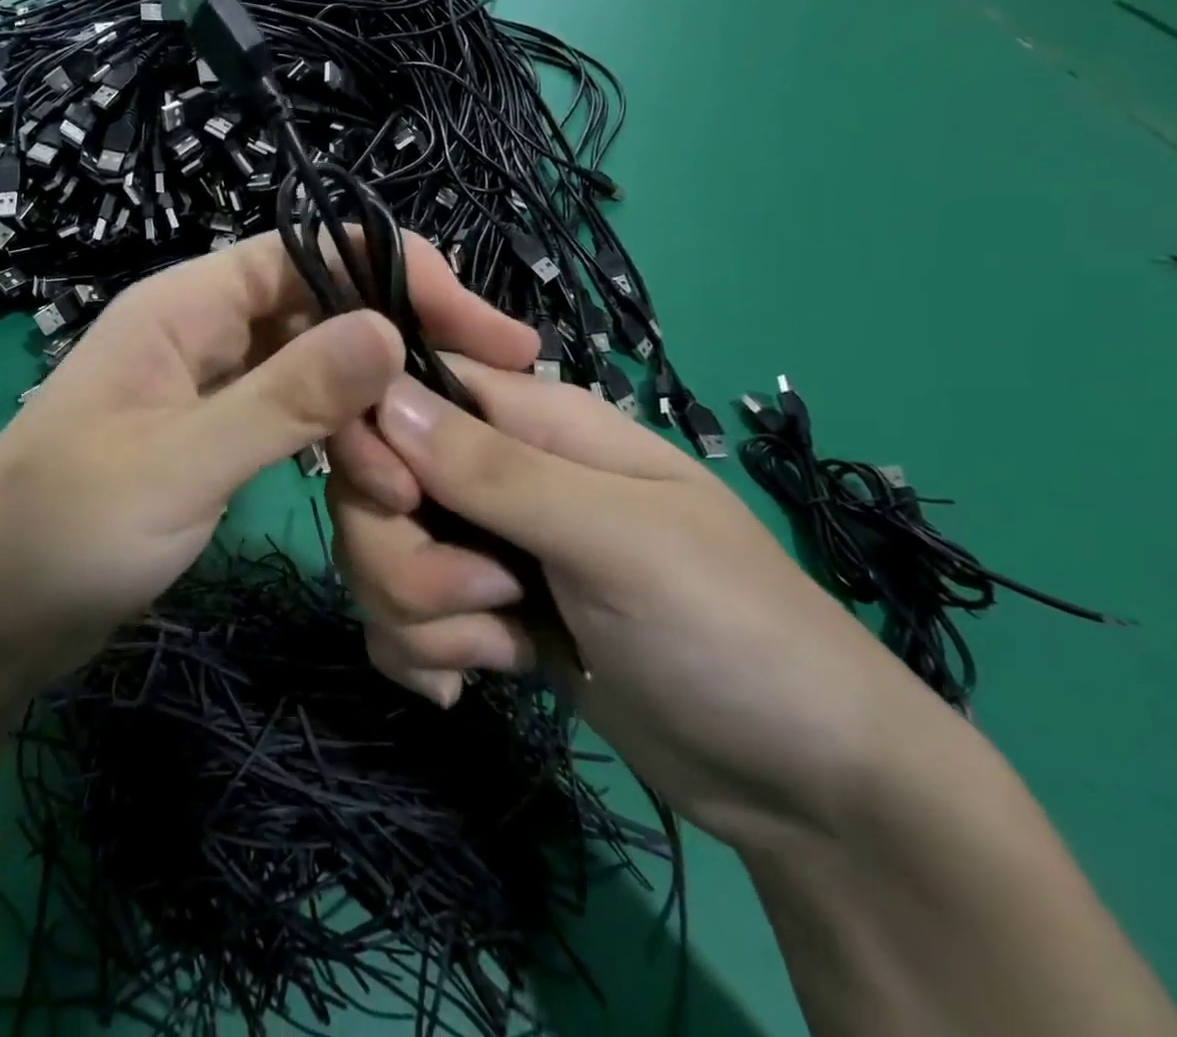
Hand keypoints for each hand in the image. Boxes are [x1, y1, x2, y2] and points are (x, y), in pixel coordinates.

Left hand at [0, 233, 535, 702]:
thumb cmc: (61, 533)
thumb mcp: (179, 465)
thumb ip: (284, 398)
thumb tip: (388, 330)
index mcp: (184, 305)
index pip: (312, 253)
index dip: (402, 277)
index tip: (487, 331)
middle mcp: (202, 329)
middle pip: (323, 310)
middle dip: (397, 355)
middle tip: (479, 409)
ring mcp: (210, 385)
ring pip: (315, 371)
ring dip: (369, 414)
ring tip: (415, 482)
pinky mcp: (215, 436)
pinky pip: (295, 419)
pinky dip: (337, 445)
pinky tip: (375, 485)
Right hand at [328, 362, 961, 853]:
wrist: (801, 785)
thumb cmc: (729, 630)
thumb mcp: (616, 540)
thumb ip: (495, 471)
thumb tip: (383, 397)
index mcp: (531, 422)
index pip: (407, 391)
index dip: (376, 438)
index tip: (399, 503)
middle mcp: (493, 474)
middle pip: (375, 487)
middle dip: (403, 558)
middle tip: (486, 600)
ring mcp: (482, 547)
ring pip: (378, 558)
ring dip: (420, 617)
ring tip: (504, 649)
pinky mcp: (477, 615)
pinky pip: (397, 618)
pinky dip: (421, 654)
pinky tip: (471, 683)